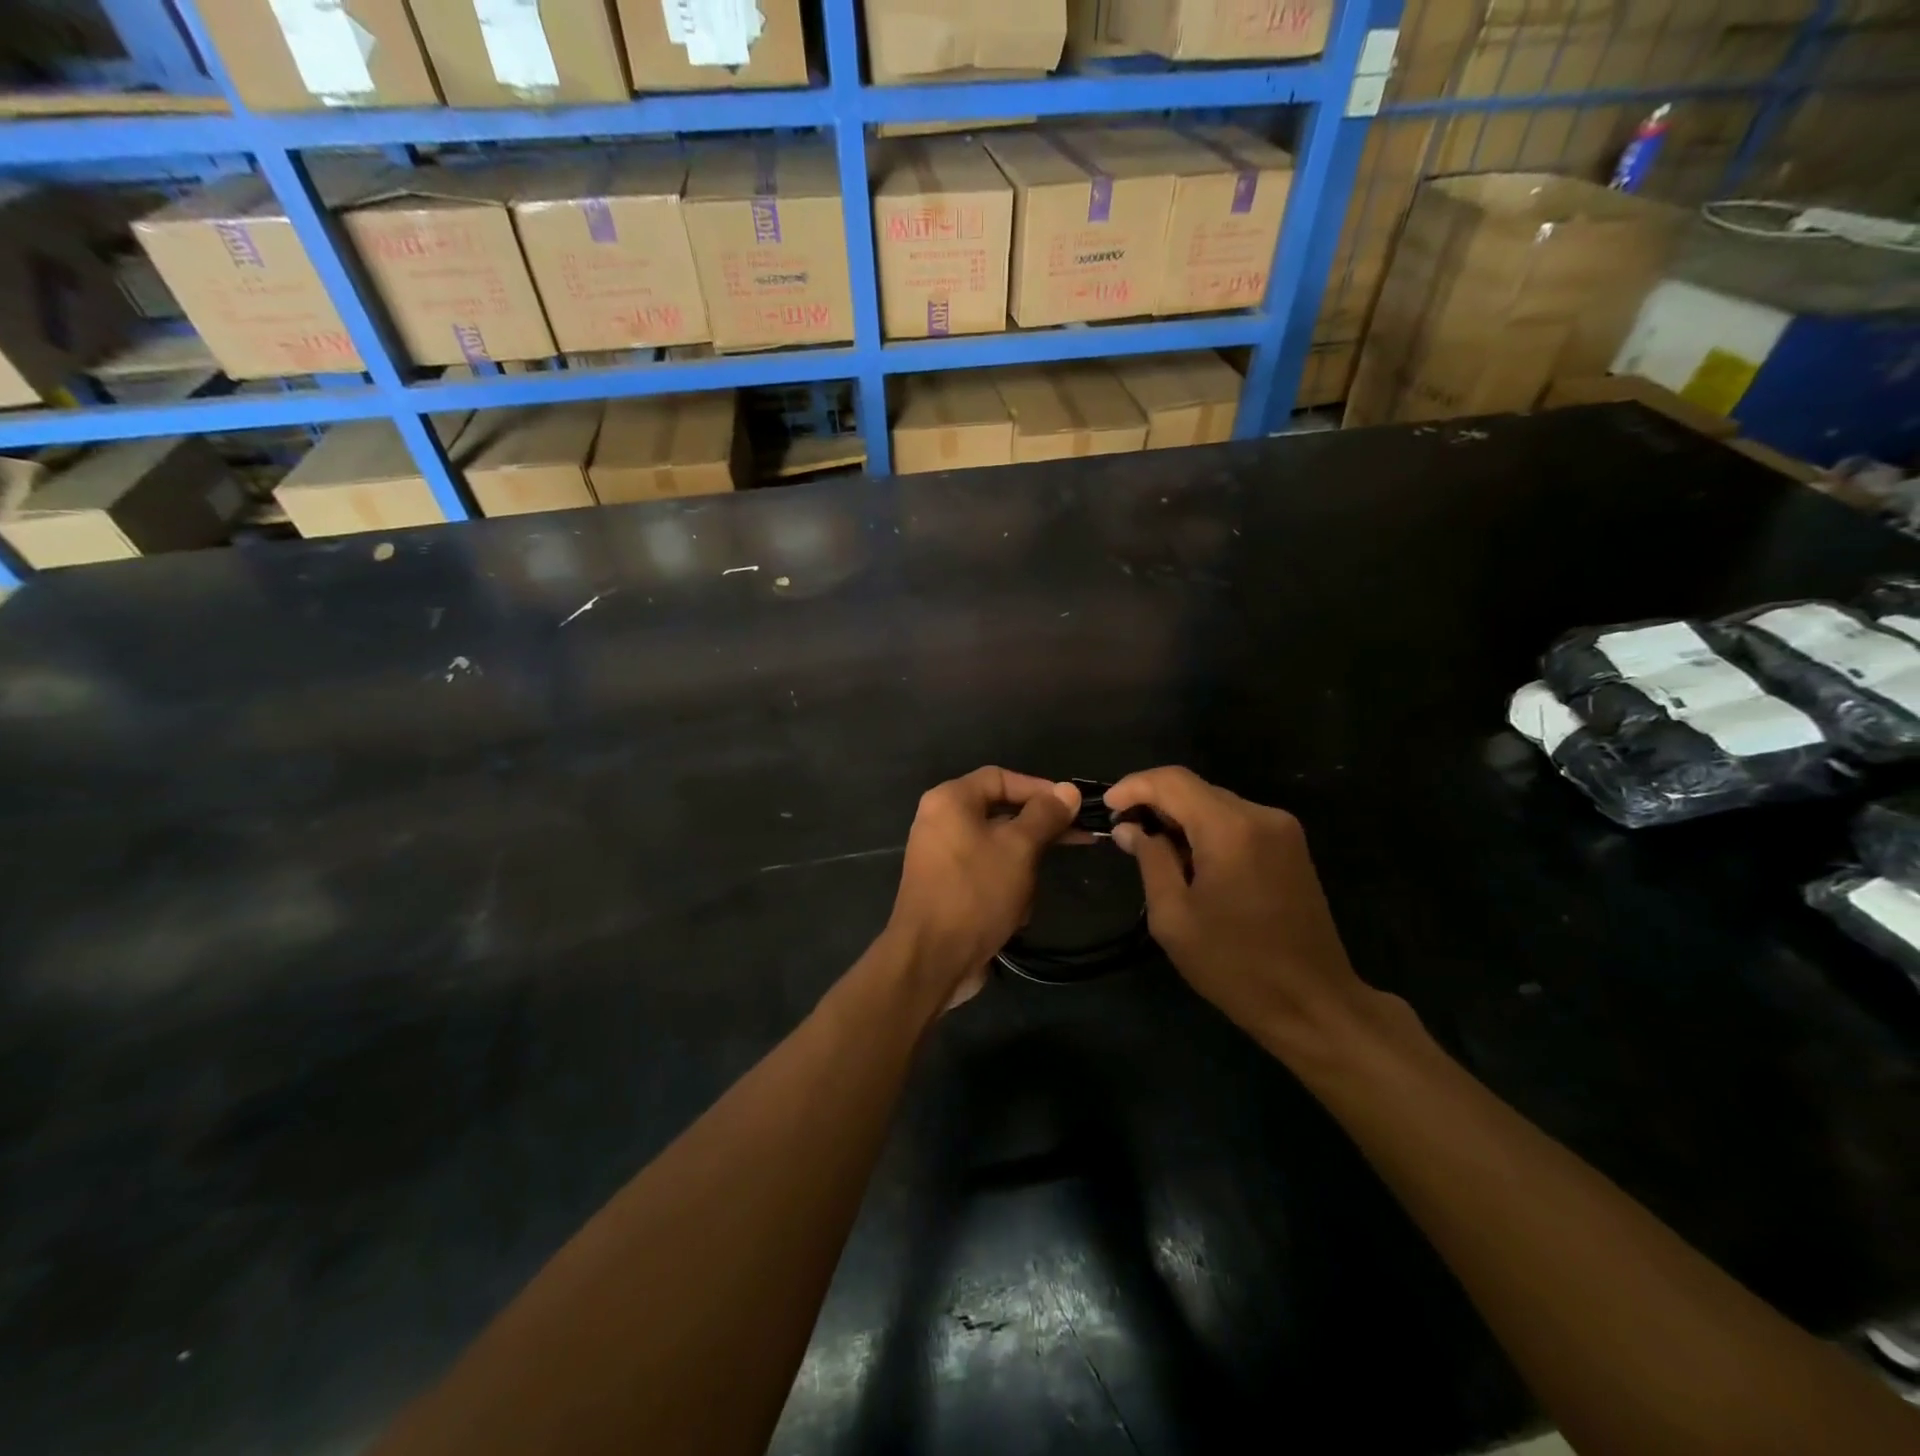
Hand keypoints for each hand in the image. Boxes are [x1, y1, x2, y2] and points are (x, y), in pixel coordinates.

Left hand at [884, 768, 1080, 1009]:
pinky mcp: (947, 887)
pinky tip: (1014, 915)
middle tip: (1077, 840)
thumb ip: (1045, 815)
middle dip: (1036, 834)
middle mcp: (940, 821)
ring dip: (1022, 871)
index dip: (1039, 788)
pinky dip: (1005, 890)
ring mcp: (941, 856)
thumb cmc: (976, 892)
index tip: (1072, 806)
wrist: (931, 959)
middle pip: (1000, 813)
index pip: (1001, 777)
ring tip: (1029, 894)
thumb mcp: (1019, 849)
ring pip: (998, 849)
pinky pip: (985, 875)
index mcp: (950, 800)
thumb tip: (1068, 790)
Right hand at [1105, 767, 1372, 1053]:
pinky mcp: (1291, 848)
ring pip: (1216, 804)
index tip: (1107, 808)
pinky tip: (1191, 861)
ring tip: (1153, 850)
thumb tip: (1130, 828)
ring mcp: (1282, 830)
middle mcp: (1261, 816)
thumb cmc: (1234, 965)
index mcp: (1230, 829)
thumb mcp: (1174, 917)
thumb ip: (1150, 860)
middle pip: (1196, 789)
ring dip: (1181, 818)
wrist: (1313, 1003)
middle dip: (1155, 803)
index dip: (1134, 786)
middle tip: (1125, 833)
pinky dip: (1207, 831)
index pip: (1173, 781)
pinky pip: (1237, 822)